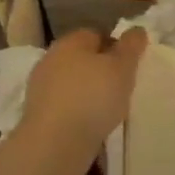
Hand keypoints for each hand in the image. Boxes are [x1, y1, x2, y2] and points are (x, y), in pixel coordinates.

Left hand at [18, 28, 148, 152]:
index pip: (96, 34)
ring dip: (90, 92)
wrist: (55, 144)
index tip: (131, 65)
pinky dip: (79, 111)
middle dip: (102, 70)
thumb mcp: (122, 67)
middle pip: (83, 59)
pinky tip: (93, 125)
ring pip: (74, 83)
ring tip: (111, 109)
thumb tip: (136, 29)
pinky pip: (66, 105)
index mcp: (70, 42)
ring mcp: (41, 88)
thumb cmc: (93, 97)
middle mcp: (51, 60)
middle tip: (124, 86)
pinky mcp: (38, 115)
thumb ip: (131, 46)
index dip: (116, 46)